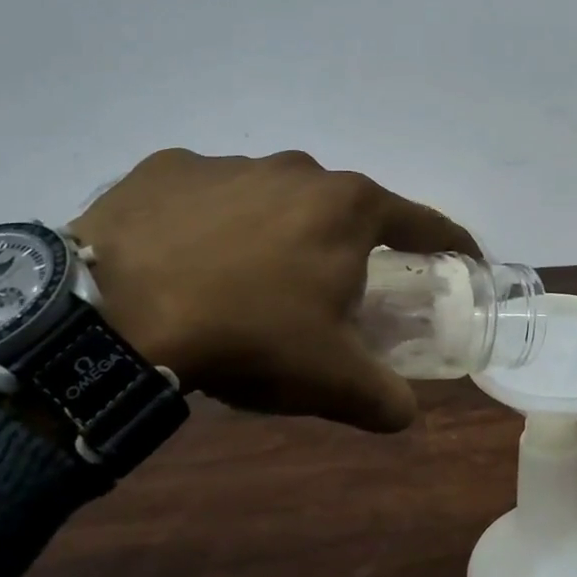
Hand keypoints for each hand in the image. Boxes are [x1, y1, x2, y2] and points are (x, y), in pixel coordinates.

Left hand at [69, 149, 480, 432]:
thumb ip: (383, 397)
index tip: (464, 261)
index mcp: (350, 207)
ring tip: (249, 285)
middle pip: (346, 212)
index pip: (425, 222)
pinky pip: (211, 197)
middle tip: (333, 295)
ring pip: (277, 200)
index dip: (452, 244)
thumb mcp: (328, 379)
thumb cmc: (246, 334)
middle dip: (351, 249)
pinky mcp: (171, 167)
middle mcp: (300, 169)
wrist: (112, 312)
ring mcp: (232, 162)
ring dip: (280, 235)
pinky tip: (189, 262)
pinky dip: (215, 224)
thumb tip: (406, 414)